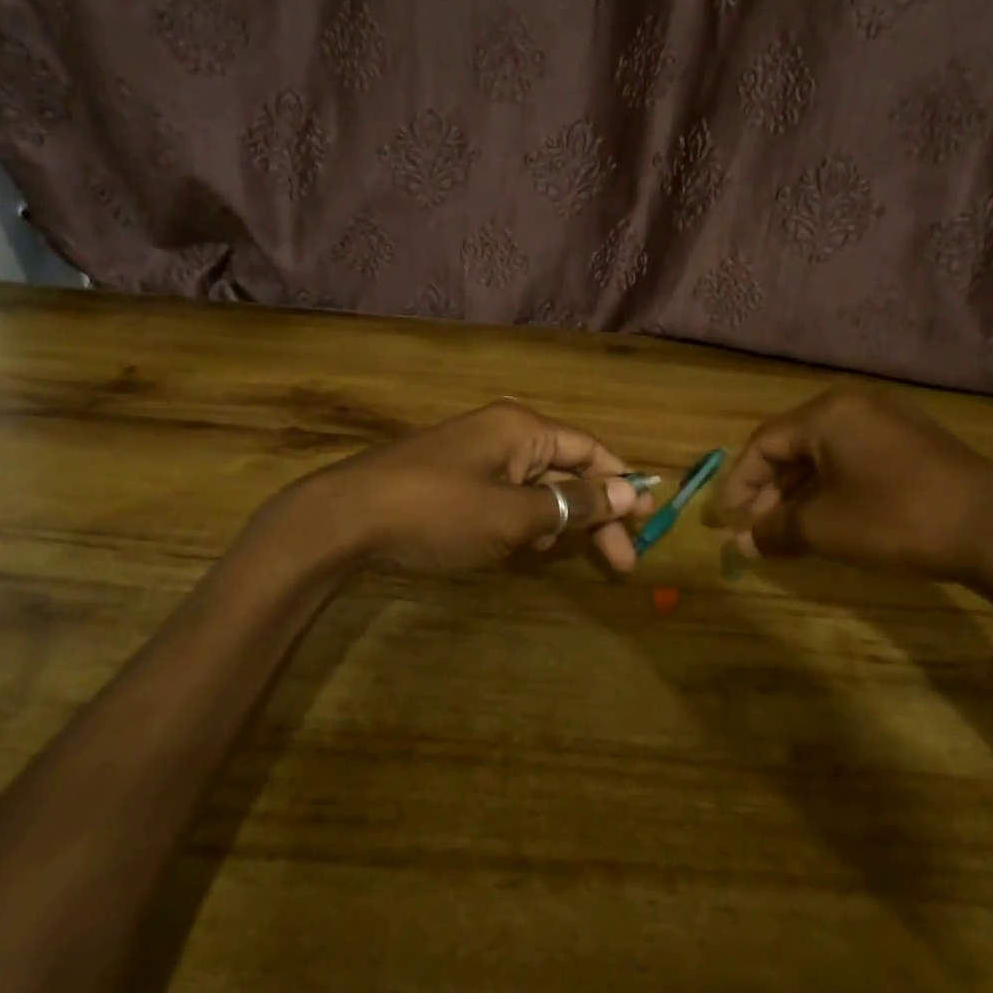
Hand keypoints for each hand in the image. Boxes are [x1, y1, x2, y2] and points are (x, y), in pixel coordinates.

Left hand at [295, 400, 653, 573]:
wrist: (346, 518)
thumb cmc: (439, 512)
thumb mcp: (515, 514)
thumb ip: (575, 504)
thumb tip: (631, 491)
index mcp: (524, 428)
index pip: (591, 450)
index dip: (623, 486)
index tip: (646, 525)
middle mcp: (504, 431)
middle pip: (567, 470)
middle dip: (594, 515)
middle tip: (620, 564)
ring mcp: (475, 453)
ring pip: (536, 485)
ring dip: (556, 520)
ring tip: (557, 554)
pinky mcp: (452, 476)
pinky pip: (505, 493)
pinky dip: (522, 519)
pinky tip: (521, 546)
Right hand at [707, 386, 992, 584]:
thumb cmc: (896, 519)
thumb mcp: (825, 529)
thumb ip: (775, 530)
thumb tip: (740, 544)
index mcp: (827, 414)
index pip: (764, 443)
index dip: (741, 483)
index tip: (729, 520)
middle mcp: (856, 405)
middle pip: (795, 445)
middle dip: (771, 489)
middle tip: (758, 528)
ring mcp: (892, 419)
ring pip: (827, 452)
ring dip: (802, 490)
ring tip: (791, 528)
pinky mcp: (918, 440)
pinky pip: (858, 456)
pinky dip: (835, 485)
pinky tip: (833, 516)